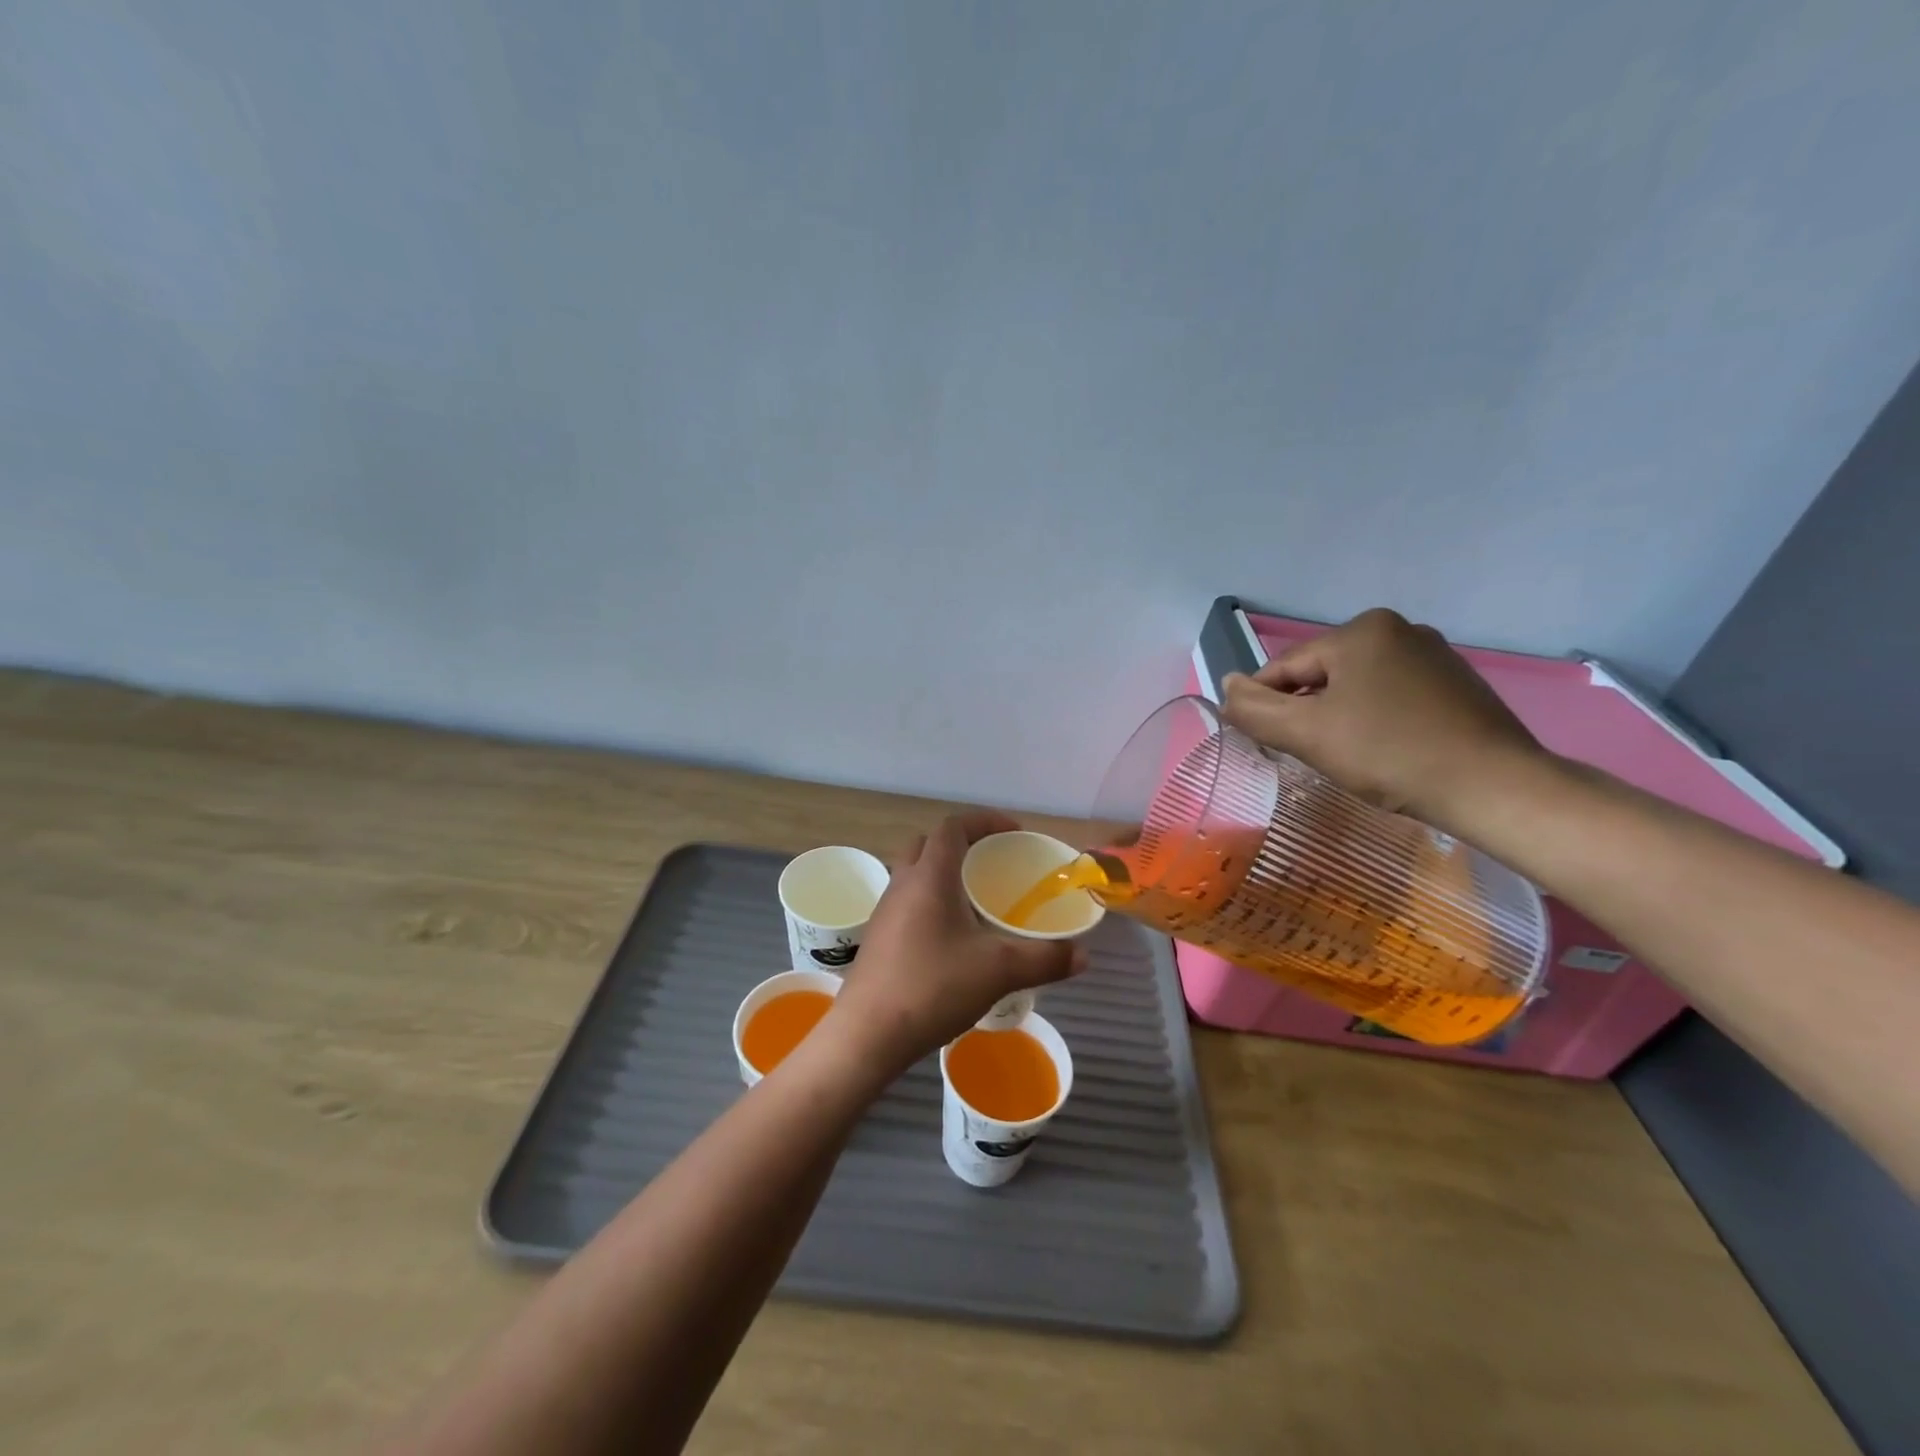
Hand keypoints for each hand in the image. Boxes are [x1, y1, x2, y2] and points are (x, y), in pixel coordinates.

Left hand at [829, 811, 1082, 1073]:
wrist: (867, 1034)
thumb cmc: (932, 987)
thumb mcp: (998, 972)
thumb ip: (1044, 959)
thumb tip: (1083, 955)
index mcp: (930, 875)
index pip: (954, 826)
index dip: (985, 820)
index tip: (1014, 834)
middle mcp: (903, 883)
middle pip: (930, 844)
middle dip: (963, 845)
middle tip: (993, 866)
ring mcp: (885, 910)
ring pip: (915, 874)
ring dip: (944, 875)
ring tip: (977, 903)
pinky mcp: (878, 937)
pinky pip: (908, 902)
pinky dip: (931, 903)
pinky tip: (952, 939)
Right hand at [1220, 608, 1545, 830]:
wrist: (1494, 787)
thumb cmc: (1389, 754)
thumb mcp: (1307, 733)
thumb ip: (1256, 709)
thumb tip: (1226, 685)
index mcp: (1361, 630)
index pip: (1286, 667)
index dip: (1265, 705)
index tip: (1261, 741)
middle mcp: (1399, 629)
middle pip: (1322, 675)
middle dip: (1307, 712)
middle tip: (1311, 755)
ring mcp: (1434, 655)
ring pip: (1357, 686)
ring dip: (1339, 717)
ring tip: (1348, 757)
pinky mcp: (1457, 684)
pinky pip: (1393, 696)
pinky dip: (1376, 720)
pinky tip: (1385, 751)